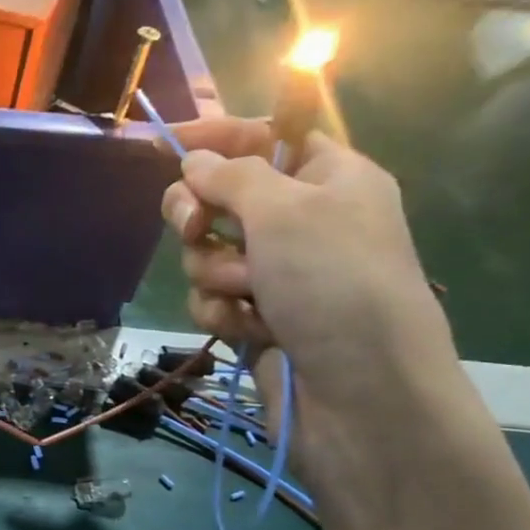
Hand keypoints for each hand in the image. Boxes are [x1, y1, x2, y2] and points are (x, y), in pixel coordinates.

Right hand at [163, 117, 464, 491]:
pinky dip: (221, 312)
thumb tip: (195, 162)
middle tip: (195, 227)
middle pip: (223, 199)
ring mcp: (276, 275)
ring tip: (250, 295)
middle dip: (202, 217)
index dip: (221, 138)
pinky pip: (211, 299)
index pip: (266, 138)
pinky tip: (248, 330)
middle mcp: (300, 223)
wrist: (358, 392)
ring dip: (217, 273)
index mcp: (329, 179)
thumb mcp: (286, 211)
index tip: (171, 142)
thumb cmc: (335, 283)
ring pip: (207, 255)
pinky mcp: (255, 318)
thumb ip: (233, 176)